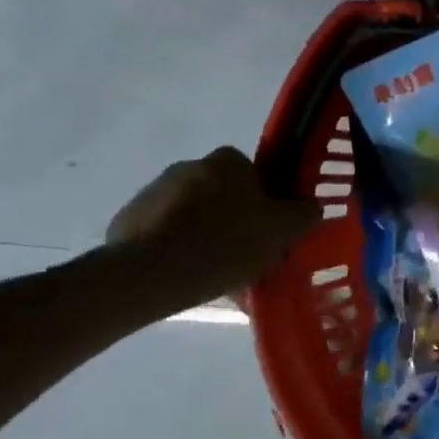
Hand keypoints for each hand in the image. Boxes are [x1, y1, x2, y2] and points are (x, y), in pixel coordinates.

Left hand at [106, 147, 322, 304]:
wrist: (149, 275)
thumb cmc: (225, 242)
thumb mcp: (283, 229)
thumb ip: (304, 213)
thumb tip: (310, 207)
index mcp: (226, 161)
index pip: (256, 174)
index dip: (268, 202)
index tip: (271, 230)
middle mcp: (188, 166)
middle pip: (225, 195)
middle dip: (237, 220)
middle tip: (250, 254)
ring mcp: (152, 193)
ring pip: (195, 217)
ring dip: (208, 237)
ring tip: (220, 274)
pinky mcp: (127, 223)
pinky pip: (166, 235)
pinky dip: (180, 251)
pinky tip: (191, 278)